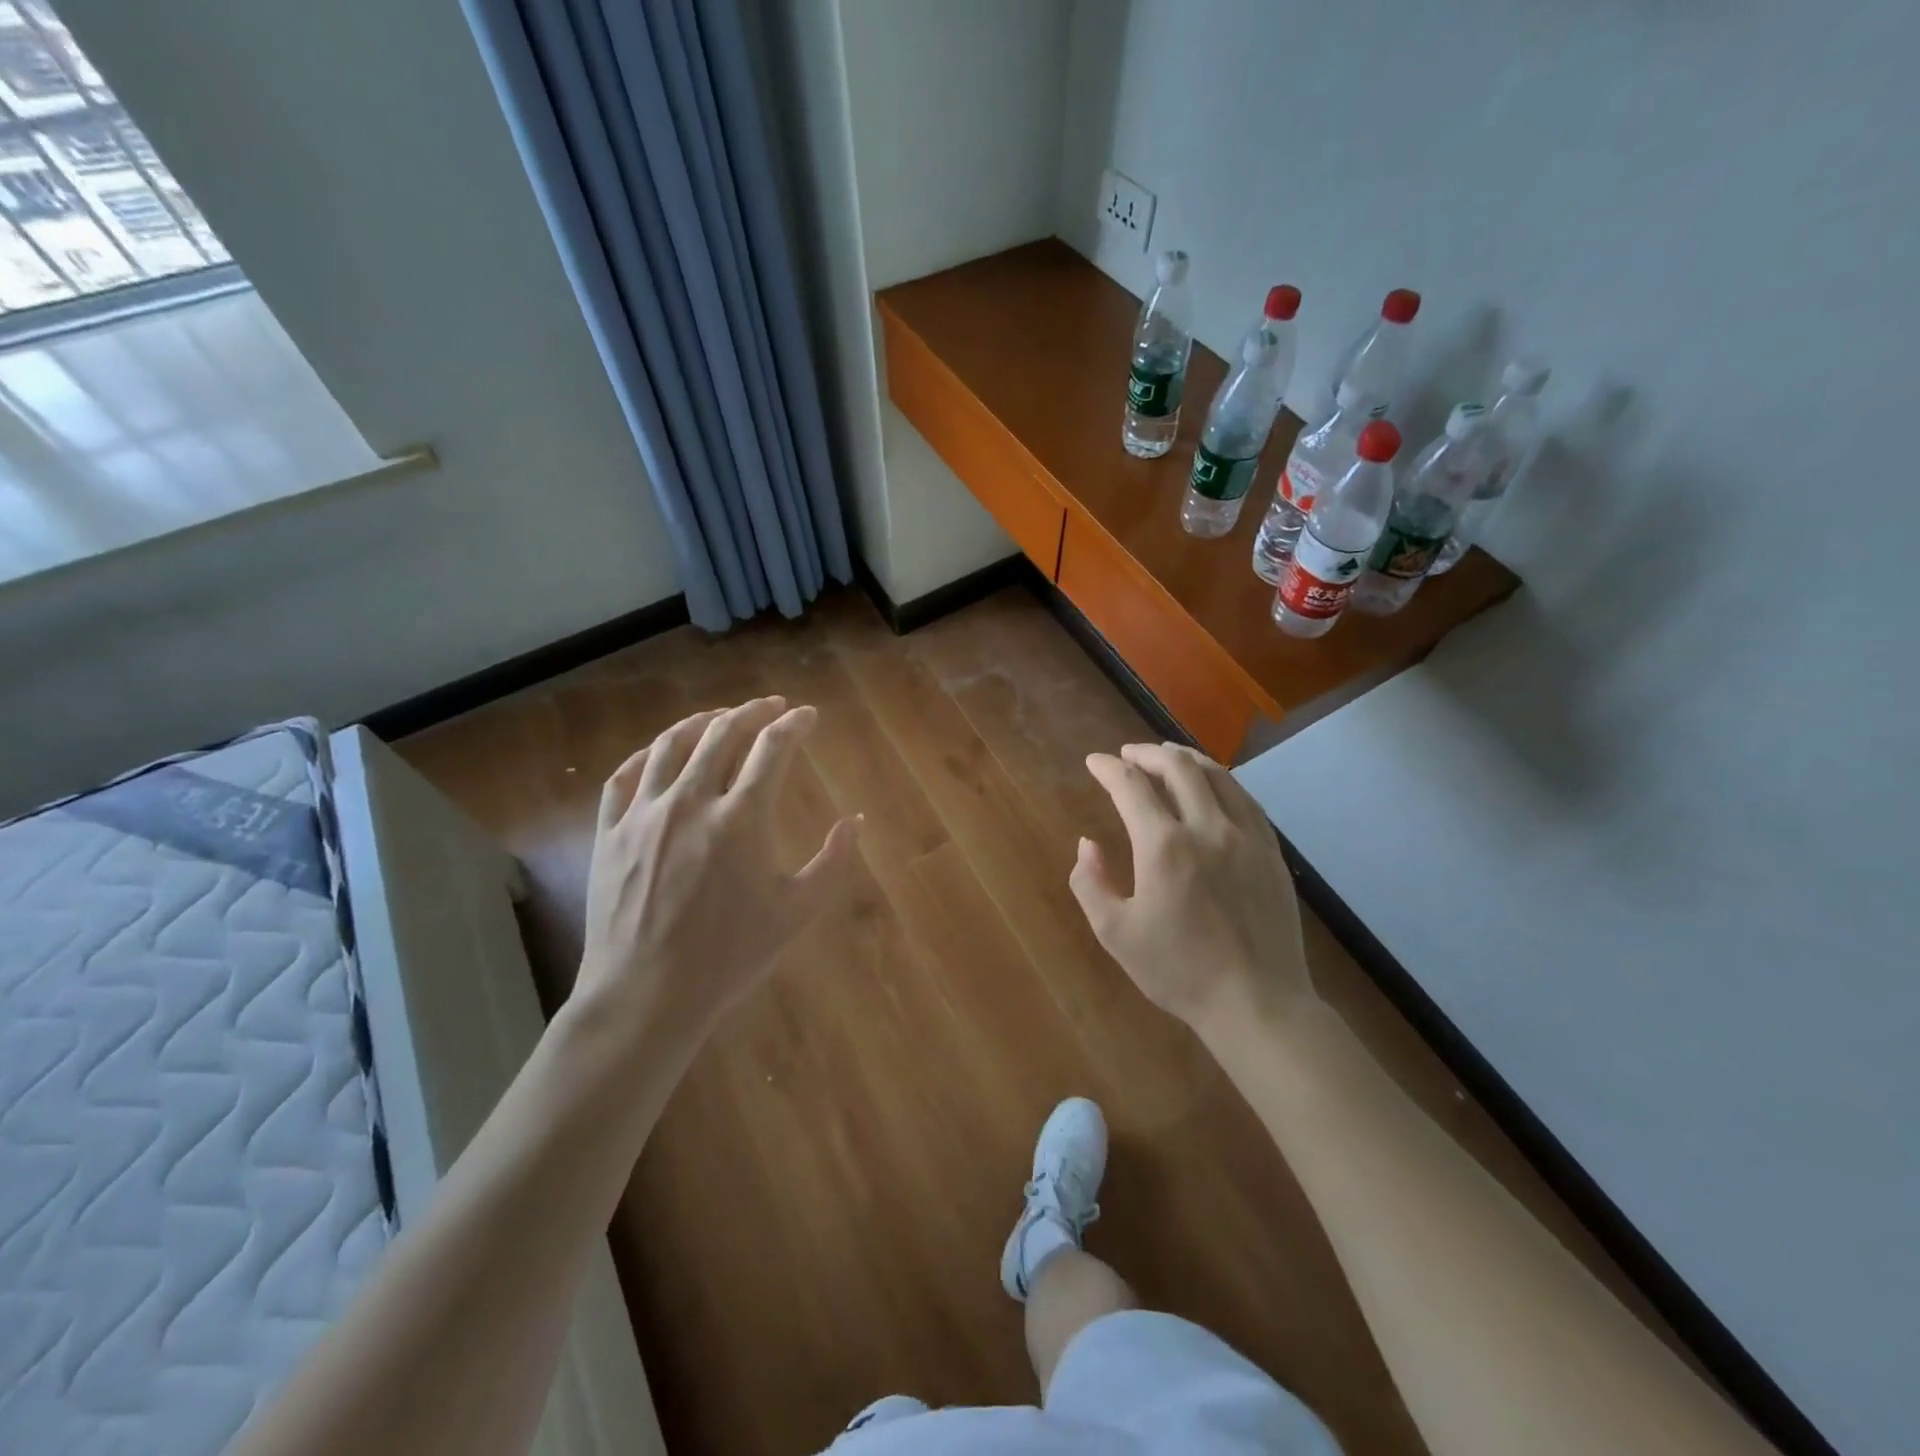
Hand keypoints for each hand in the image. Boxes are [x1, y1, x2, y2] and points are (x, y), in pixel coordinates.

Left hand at [573, 697, 860, 1054]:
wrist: (647, 996)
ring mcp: (644, 814)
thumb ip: (832, 861)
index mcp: (742, 818)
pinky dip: (647, 753)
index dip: (794, 724)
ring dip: (701, 721)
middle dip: (752, 711)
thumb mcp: (797, 912)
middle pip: (722, 733)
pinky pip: (624, 776)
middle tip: (771, 705)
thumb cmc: (730, 956)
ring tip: (719, 716)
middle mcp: (692, 801)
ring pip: (671, 745)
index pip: (773, 748)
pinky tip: (660, 751)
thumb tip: (856, 820)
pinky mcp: (610, 832)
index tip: (807, 716)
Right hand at [1071, 742, 1311, 1039]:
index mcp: (1164, 847)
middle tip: (1128, 755)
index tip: (1094, 762)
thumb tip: (1086, 844)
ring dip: (1186, 758)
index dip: (1108, 768)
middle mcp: (1207, 828)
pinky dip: (1221, 781)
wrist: (1257, 1003)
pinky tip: (1213, 786)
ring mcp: (1246, 837)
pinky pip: (1246, 799)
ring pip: (1217, 775)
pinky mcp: (1271, 852)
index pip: (1131, 787)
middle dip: (1147, 753)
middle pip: (1178, 767)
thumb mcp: (1116, 934)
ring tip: (1167, 756)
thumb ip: (1090, 883)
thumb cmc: (1179, 971)